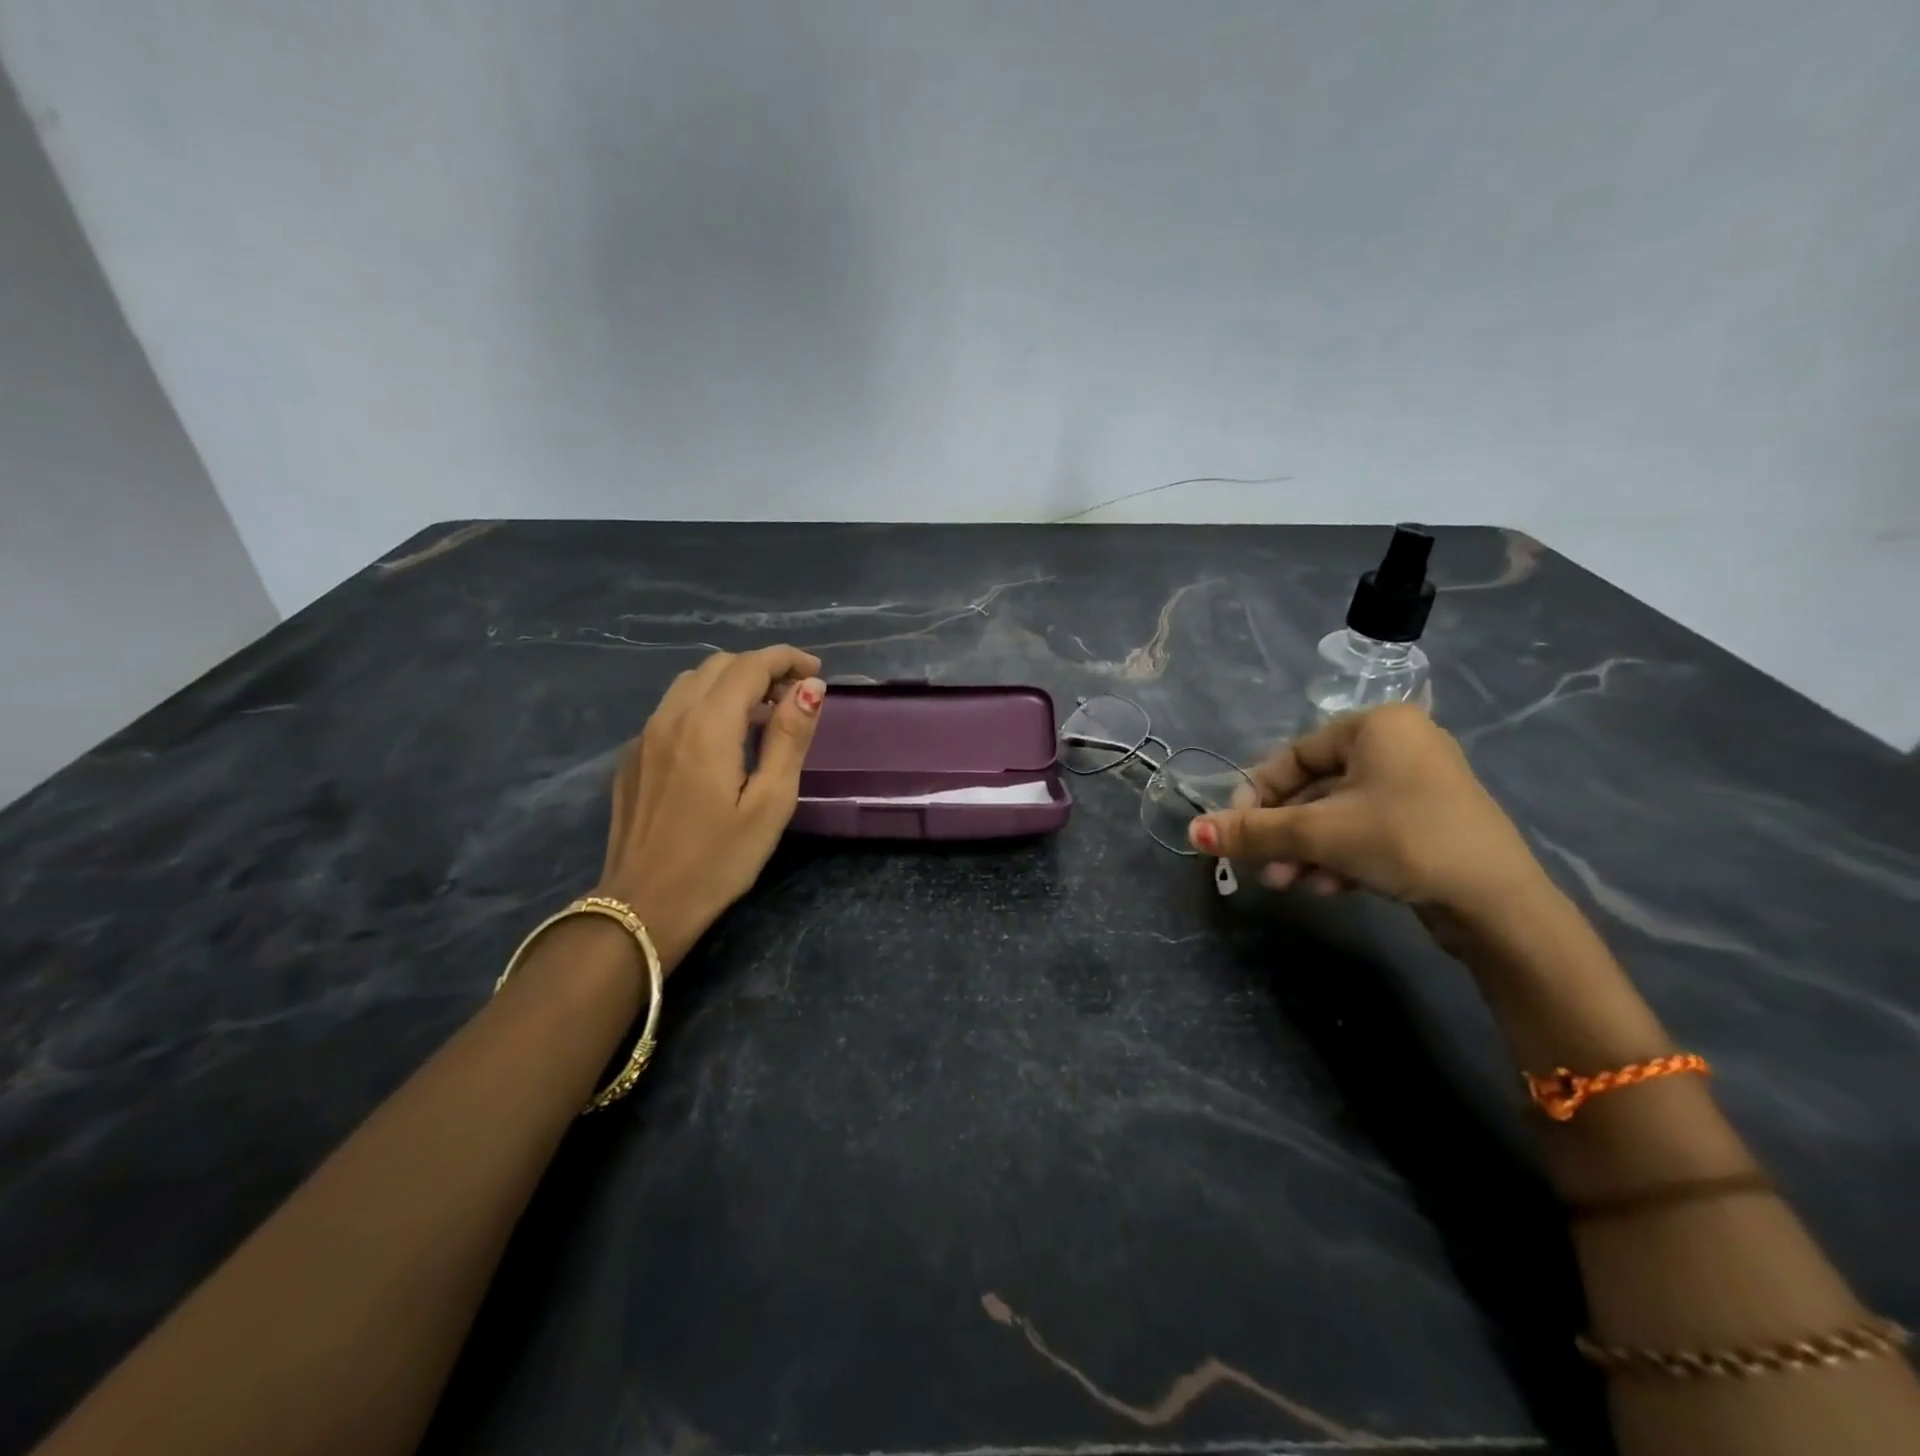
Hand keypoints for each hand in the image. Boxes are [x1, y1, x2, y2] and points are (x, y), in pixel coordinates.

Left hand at [596, 646, 825, 971]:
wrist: (643, 906)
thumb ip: (790, 737)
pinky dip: (705, 705)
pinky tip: (721, 742)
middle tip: (795, 698)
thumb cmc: (719, 860)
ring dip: (732, 684)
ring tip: (763, 714)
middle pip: (719, 665)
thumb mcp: (770, 802)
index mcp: (708, 725)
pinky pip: (673, 710)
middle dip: (762, 669)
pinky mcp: (633, 757)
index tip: (816, 672)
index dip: (787, 659)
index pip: (750, 665)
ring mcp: (644, 736)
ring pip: (691, 683)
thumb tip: (810, 687)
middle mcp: (670, 717)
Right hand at [1189, 704, 1546, 921]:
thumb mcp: (1318, 833)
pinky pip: (1365, 830)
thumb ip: (1253, 831)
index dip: (1256, 793)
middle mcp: (1398, 746)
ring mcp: (1416, 786)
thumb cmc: (1404, 840)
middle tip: (1258, 866)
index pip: (1293, 755)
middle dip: (1283, 832)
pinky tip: (1328, 887)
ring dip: (1304, 850)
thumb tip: (1192, 833)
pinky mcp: (1427, 823)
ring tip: (1287, 884)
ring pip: (1337, 815)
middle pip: (1313, 789)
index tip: (1234, 829)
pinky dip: (1339, 855)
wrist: (1500, 905)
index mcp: (1376, 726)